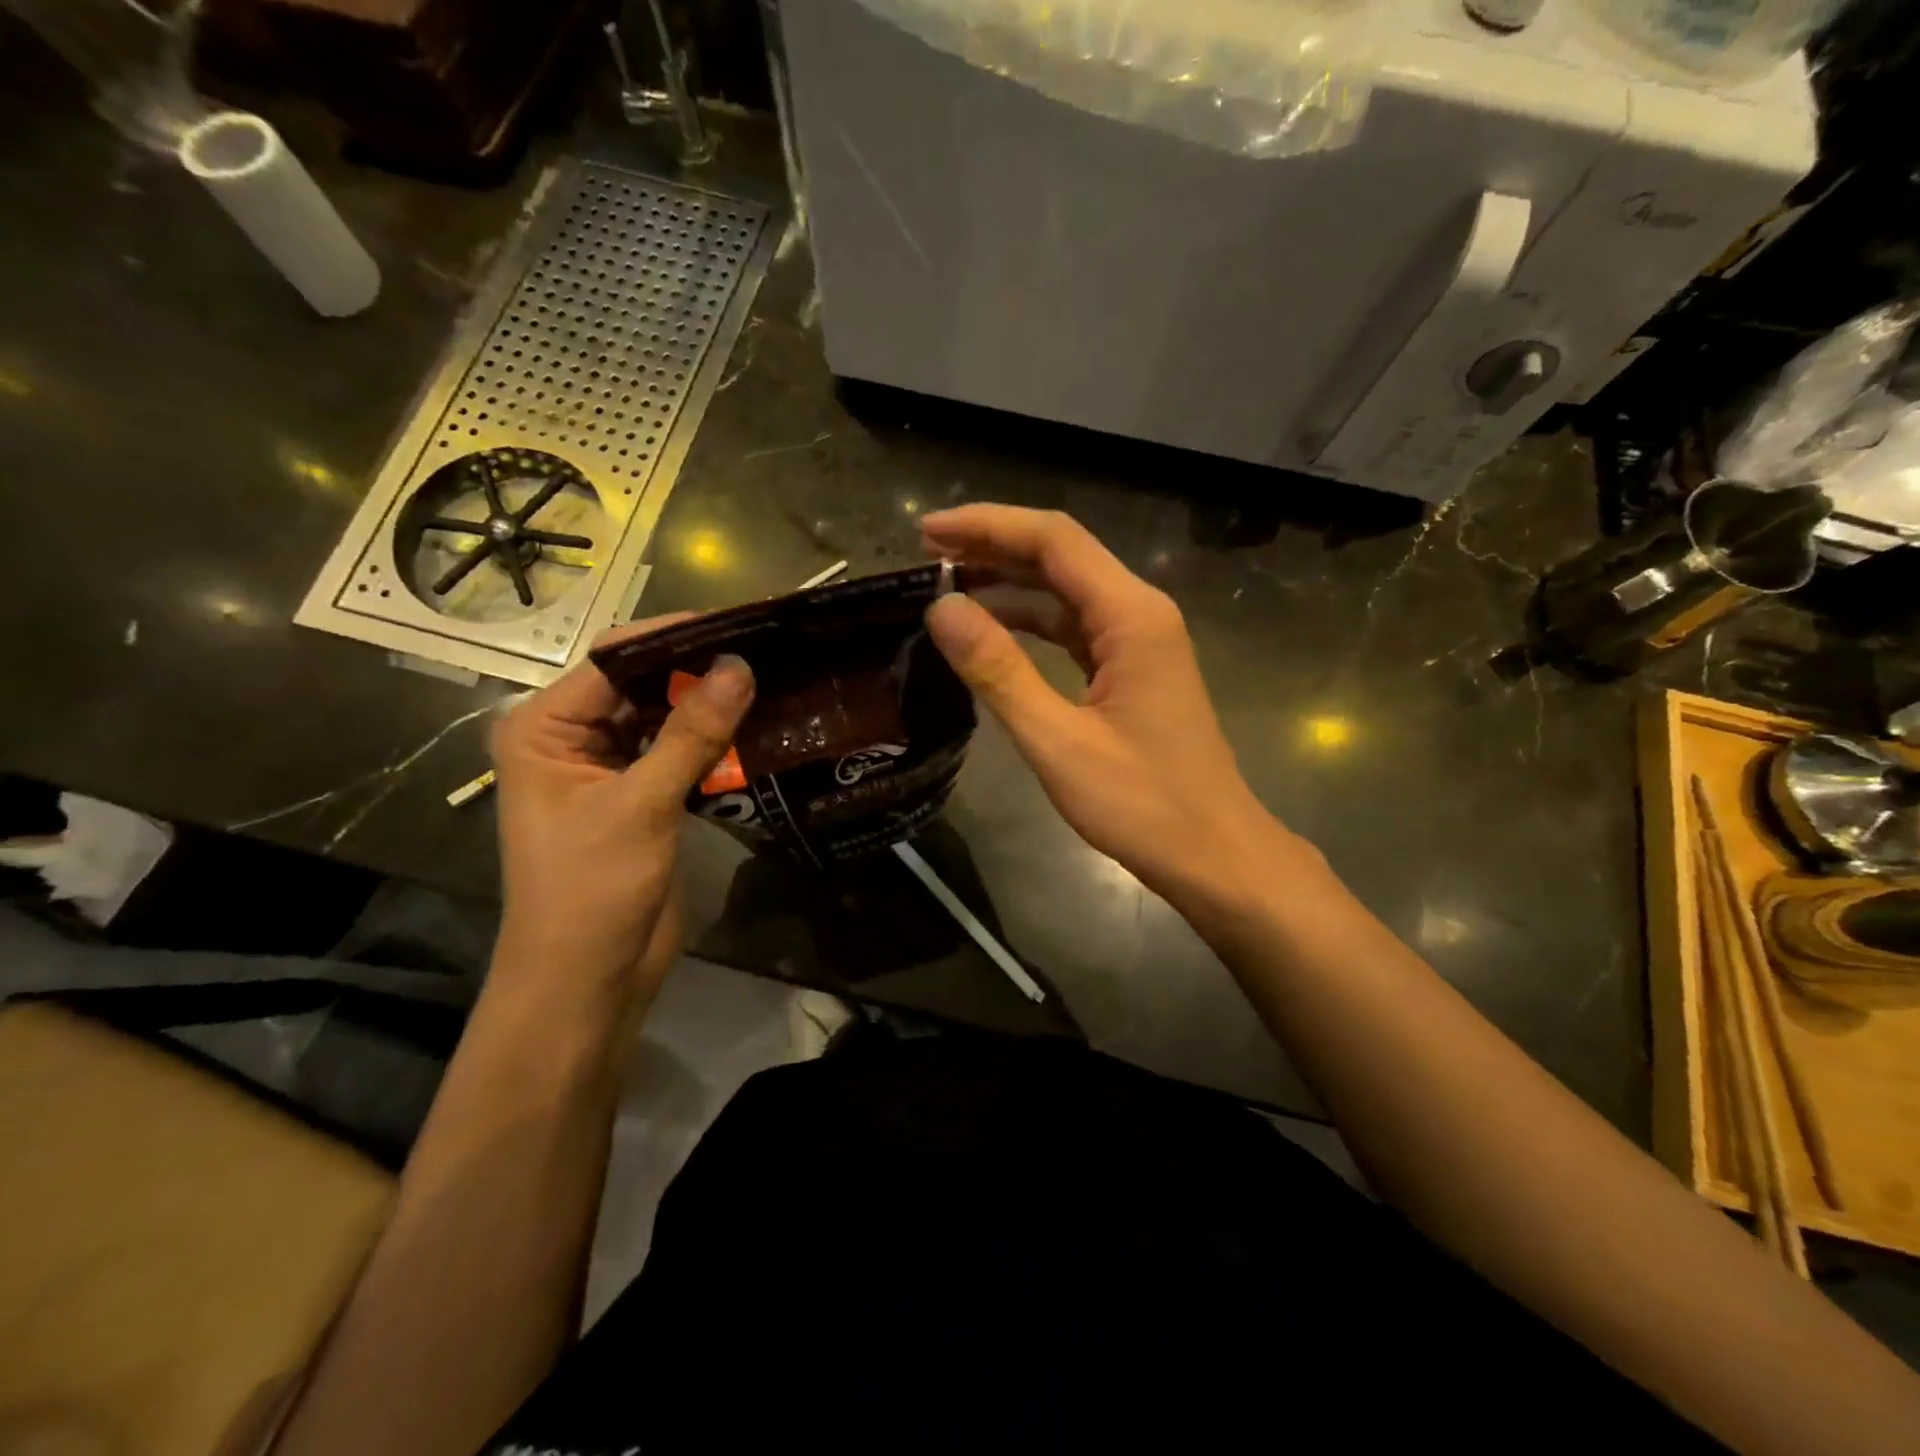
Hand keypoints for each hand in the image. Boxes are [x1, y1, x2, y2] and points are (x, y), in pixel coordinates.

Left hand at [488, 618, 753, 1012]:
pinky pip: (680, 753)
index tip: (739, 623)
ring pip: (666, 719)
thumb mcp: (641, 805)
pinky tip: (759, 727)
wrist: (587, 981)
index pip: (615, 661)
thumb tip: (739, 666)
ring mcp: (609, 769)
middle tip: (766, 649)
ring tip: (773, 679)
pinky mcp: (642, 798)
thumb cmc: (591, 890)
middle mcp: (572, 739)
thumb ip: (691, 734)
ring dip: (711, 707)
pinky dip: (714, 743)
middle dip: (698, 671)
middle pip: (642, 685)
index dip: (675, 638)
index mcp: (544, 728)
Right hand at [923, 505, 1294, 909]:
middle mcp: (1139, 613)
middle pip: (1060, 556)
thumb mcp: (1058, 741)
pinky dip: (1031, 621)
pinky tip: (992, 630)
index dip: (986, 526)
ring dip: (1008, 582)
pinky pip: (1074, 628)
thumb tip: (941, 609)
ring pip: (1066, 591)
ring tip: (946, 585)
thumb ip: (999, 671)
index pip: (1053, 540)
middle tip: (926, 555)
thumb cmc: (1143, 805)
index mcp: (1131, 616)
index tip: (925, 533)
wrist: (1214, 854)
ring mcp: (1139, 642)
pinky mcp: (1132, 670)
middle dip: (992, 546)